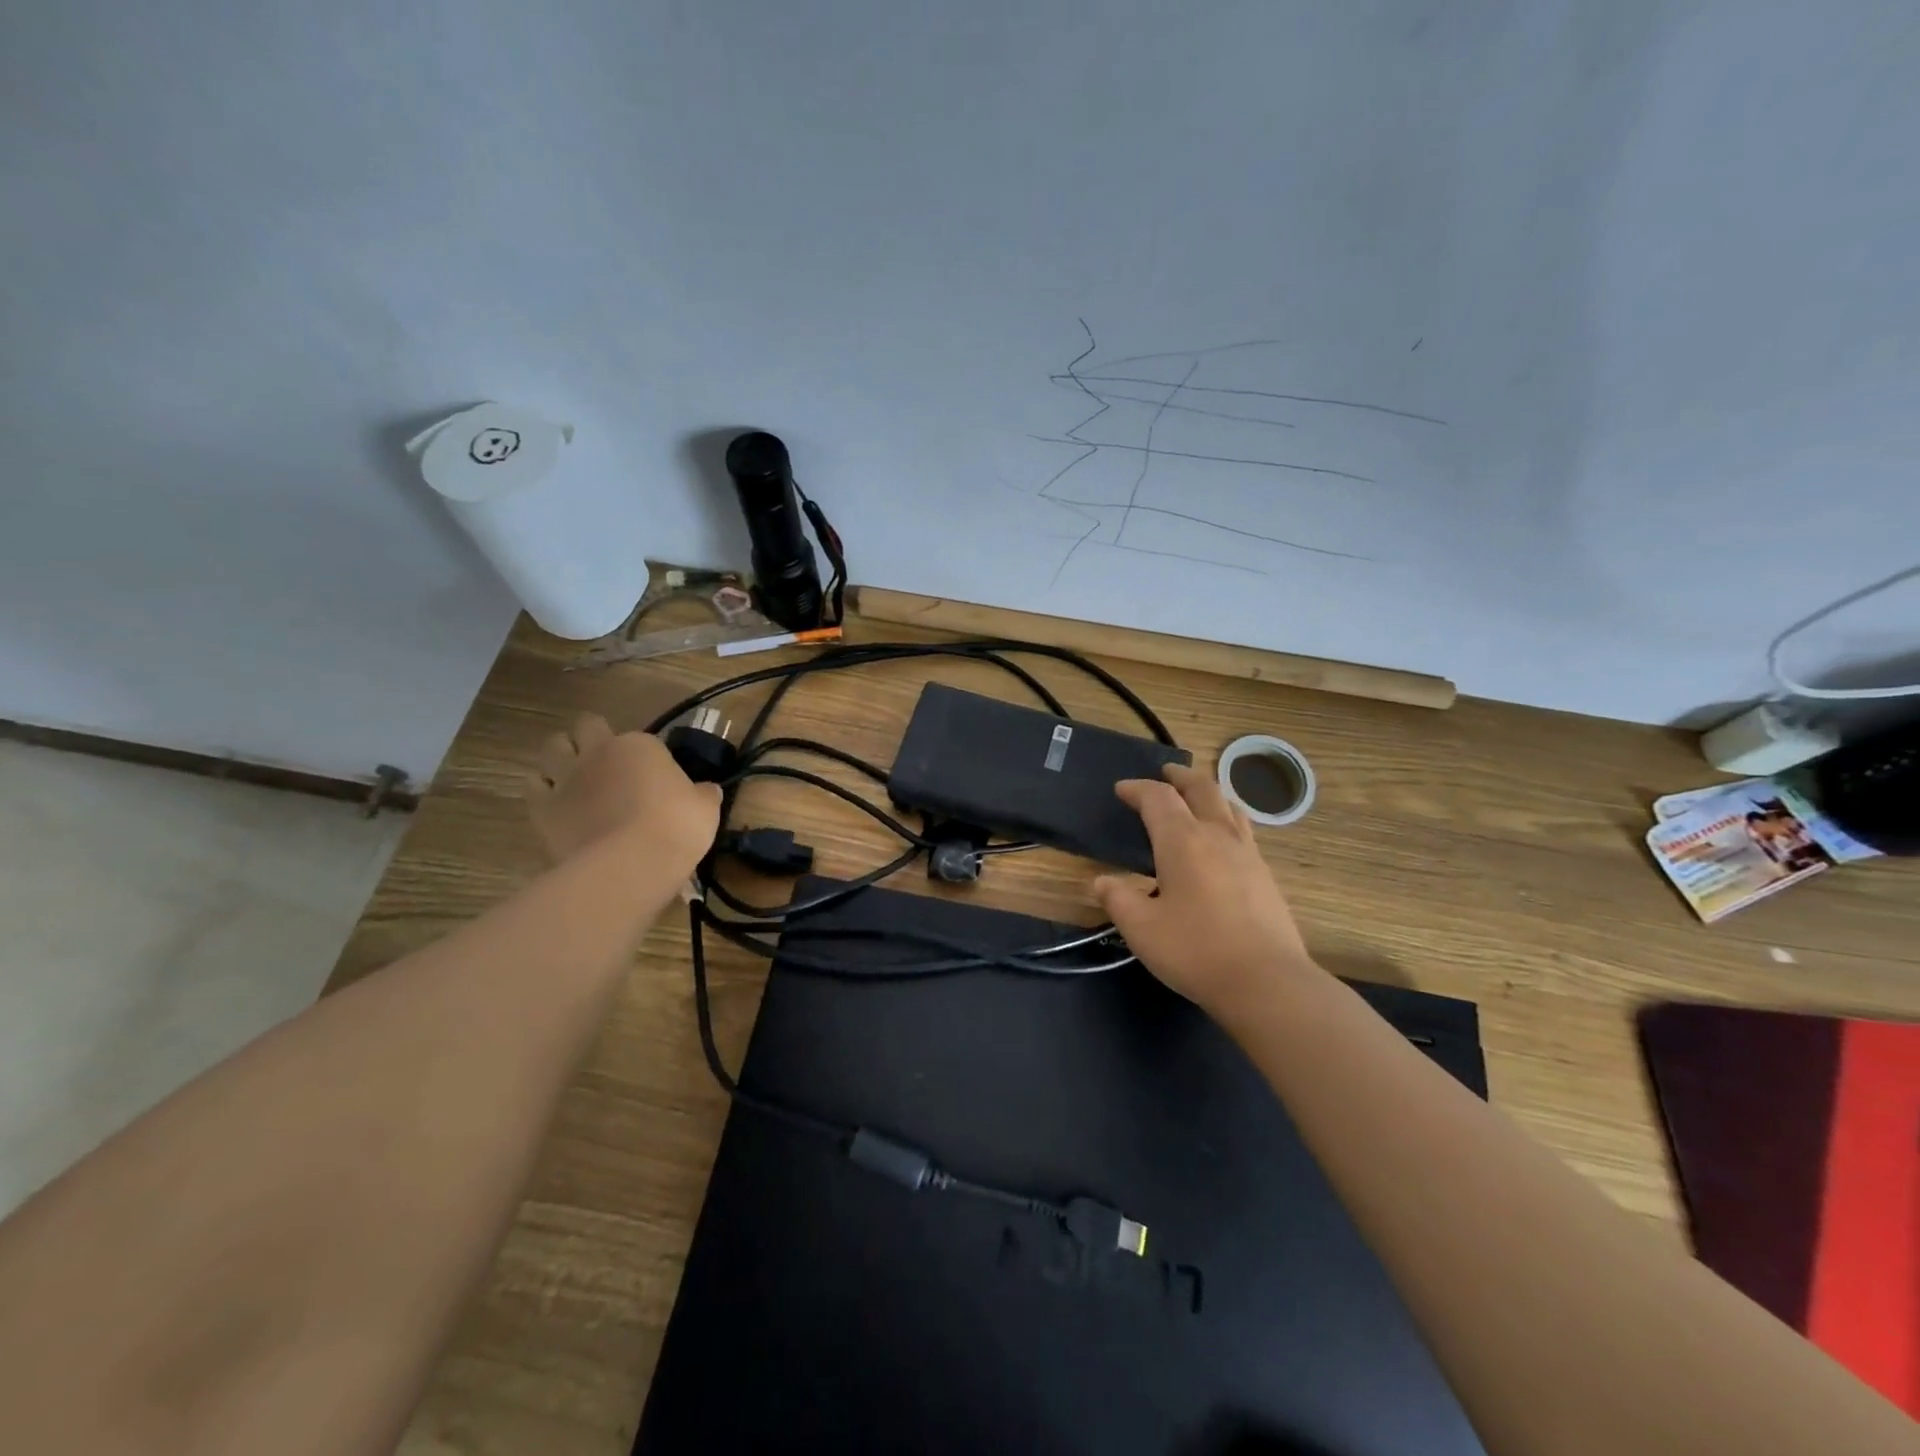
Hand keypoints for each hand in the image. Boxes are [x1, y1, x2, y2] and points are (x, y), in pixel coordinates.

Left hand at [526, 714, 720, 869]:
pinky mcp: (544, 807)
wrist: (633, 863)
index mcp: (640, 745)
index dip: (647, 757)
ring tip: (575, 775)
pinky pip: (533, 786)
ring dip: (561, 756)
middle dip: (593, 737)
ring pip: (552, 747)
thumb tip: (706, 791)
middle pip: (587, 727)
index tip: (655, 777)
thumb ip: (702, 794)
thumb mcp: (705, 808)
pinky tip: (556, 801)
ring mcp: (568, 777)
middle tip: (607, 760)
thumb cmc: (677, 826)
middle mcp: (599, 752)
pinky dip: (542, 788)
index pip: (642, 739)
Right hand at [1094, 763, 1317, 1019]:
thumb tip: (1102, 881)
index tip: (1122, 789)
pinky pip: (1243, 829)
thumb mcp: (1141, 928)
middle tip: (1165, 773)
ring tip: (1197, 797)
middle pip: (1201, 788)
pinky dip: (1226, 818)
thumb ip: (1118, 898)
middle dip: (1179, 776)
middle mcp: (1217, 836)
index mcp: (1182, 840)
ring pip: (1229, 805)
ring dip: (1208, 793)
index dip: (1137, 789)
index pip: (1158, 798)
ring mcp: (1248, 853)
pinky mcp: (1265, 875)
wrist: (1266, 982)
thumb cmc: (1195, 950)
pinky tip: (1223, 840)